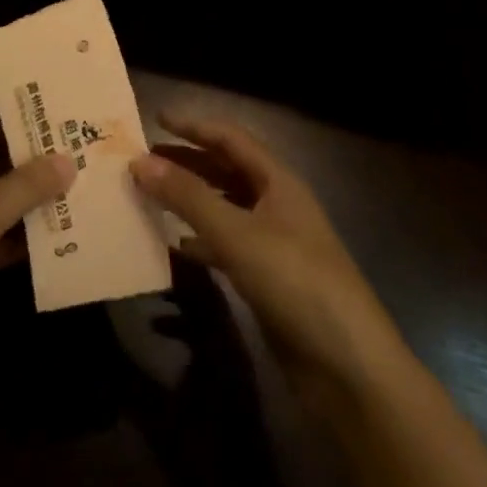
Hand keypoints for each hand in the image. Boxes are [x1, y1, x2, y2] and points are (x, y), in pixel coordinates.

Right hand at [132, 114, 404, 394]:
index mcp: (279, 182)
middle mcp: (277, 206)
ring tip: (150, 198)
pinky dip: (200, 242)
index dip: (195, 126)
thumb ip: (188, 197)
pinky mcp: (268, 281)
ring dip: (190, 201)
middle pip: (226, 172)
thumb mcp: (237, 234)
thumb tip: (139, 161)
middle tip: (144, 161)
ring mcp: (274, 244)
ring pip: (224, 210)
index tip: (155, 119)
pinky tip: (175, 248)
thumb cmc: (295, 282)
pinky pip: (227, 248)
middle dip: (188, 162)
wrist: (348, 367)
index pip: (231, 139)